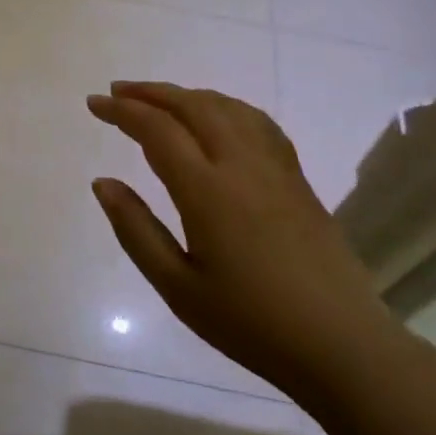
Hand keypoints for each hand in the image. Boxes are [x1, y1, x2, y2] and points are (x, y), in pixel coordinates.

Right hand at [87, 82, 400, 394]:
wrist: (340, 344)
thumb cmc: (250, 323)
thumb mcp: (178, 287)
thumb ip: (136, 229)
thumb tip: (103, 182)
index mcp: (207, 190)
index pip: (157, 129)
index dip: (122, 110)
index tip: (94, 103)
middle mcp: (241, 164)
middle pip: (193, 106)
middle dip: (151, 92)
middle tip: (118, 90)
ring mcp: (275, 167)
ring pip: (228, 107)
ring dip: (188, 95)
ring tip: (160, 100)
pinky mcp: (297, 179)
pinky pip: (257, 123)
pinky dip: (226, 107)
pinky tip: (219, 119)